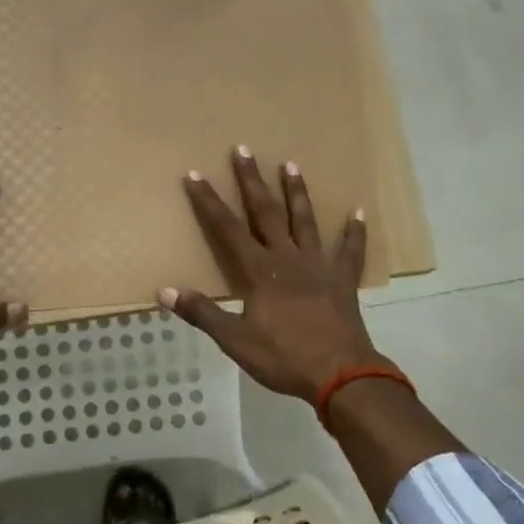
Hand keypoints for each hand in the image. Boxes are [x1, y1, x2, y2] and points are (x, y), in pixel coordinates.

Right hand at [160, 148, 383, 401]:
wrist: (339, 373)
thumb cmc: (283, 357)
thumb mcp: (235, 340)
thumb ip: (202, 313)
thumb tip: (165, 291)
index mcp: (259, 271)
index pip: (227, 228)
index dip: (209, 201)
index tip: (195, 175)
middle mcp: (287, 258)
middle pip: (266, 212)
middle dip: (252, 181)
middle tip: (244, 149)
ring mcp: (318, 265)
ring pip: (305, 220)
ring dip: (296, 192)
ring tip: (291, 164)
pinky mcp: (342, 279)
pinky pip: (350, 250)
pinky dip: (354, 231)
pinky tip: (359, 212)